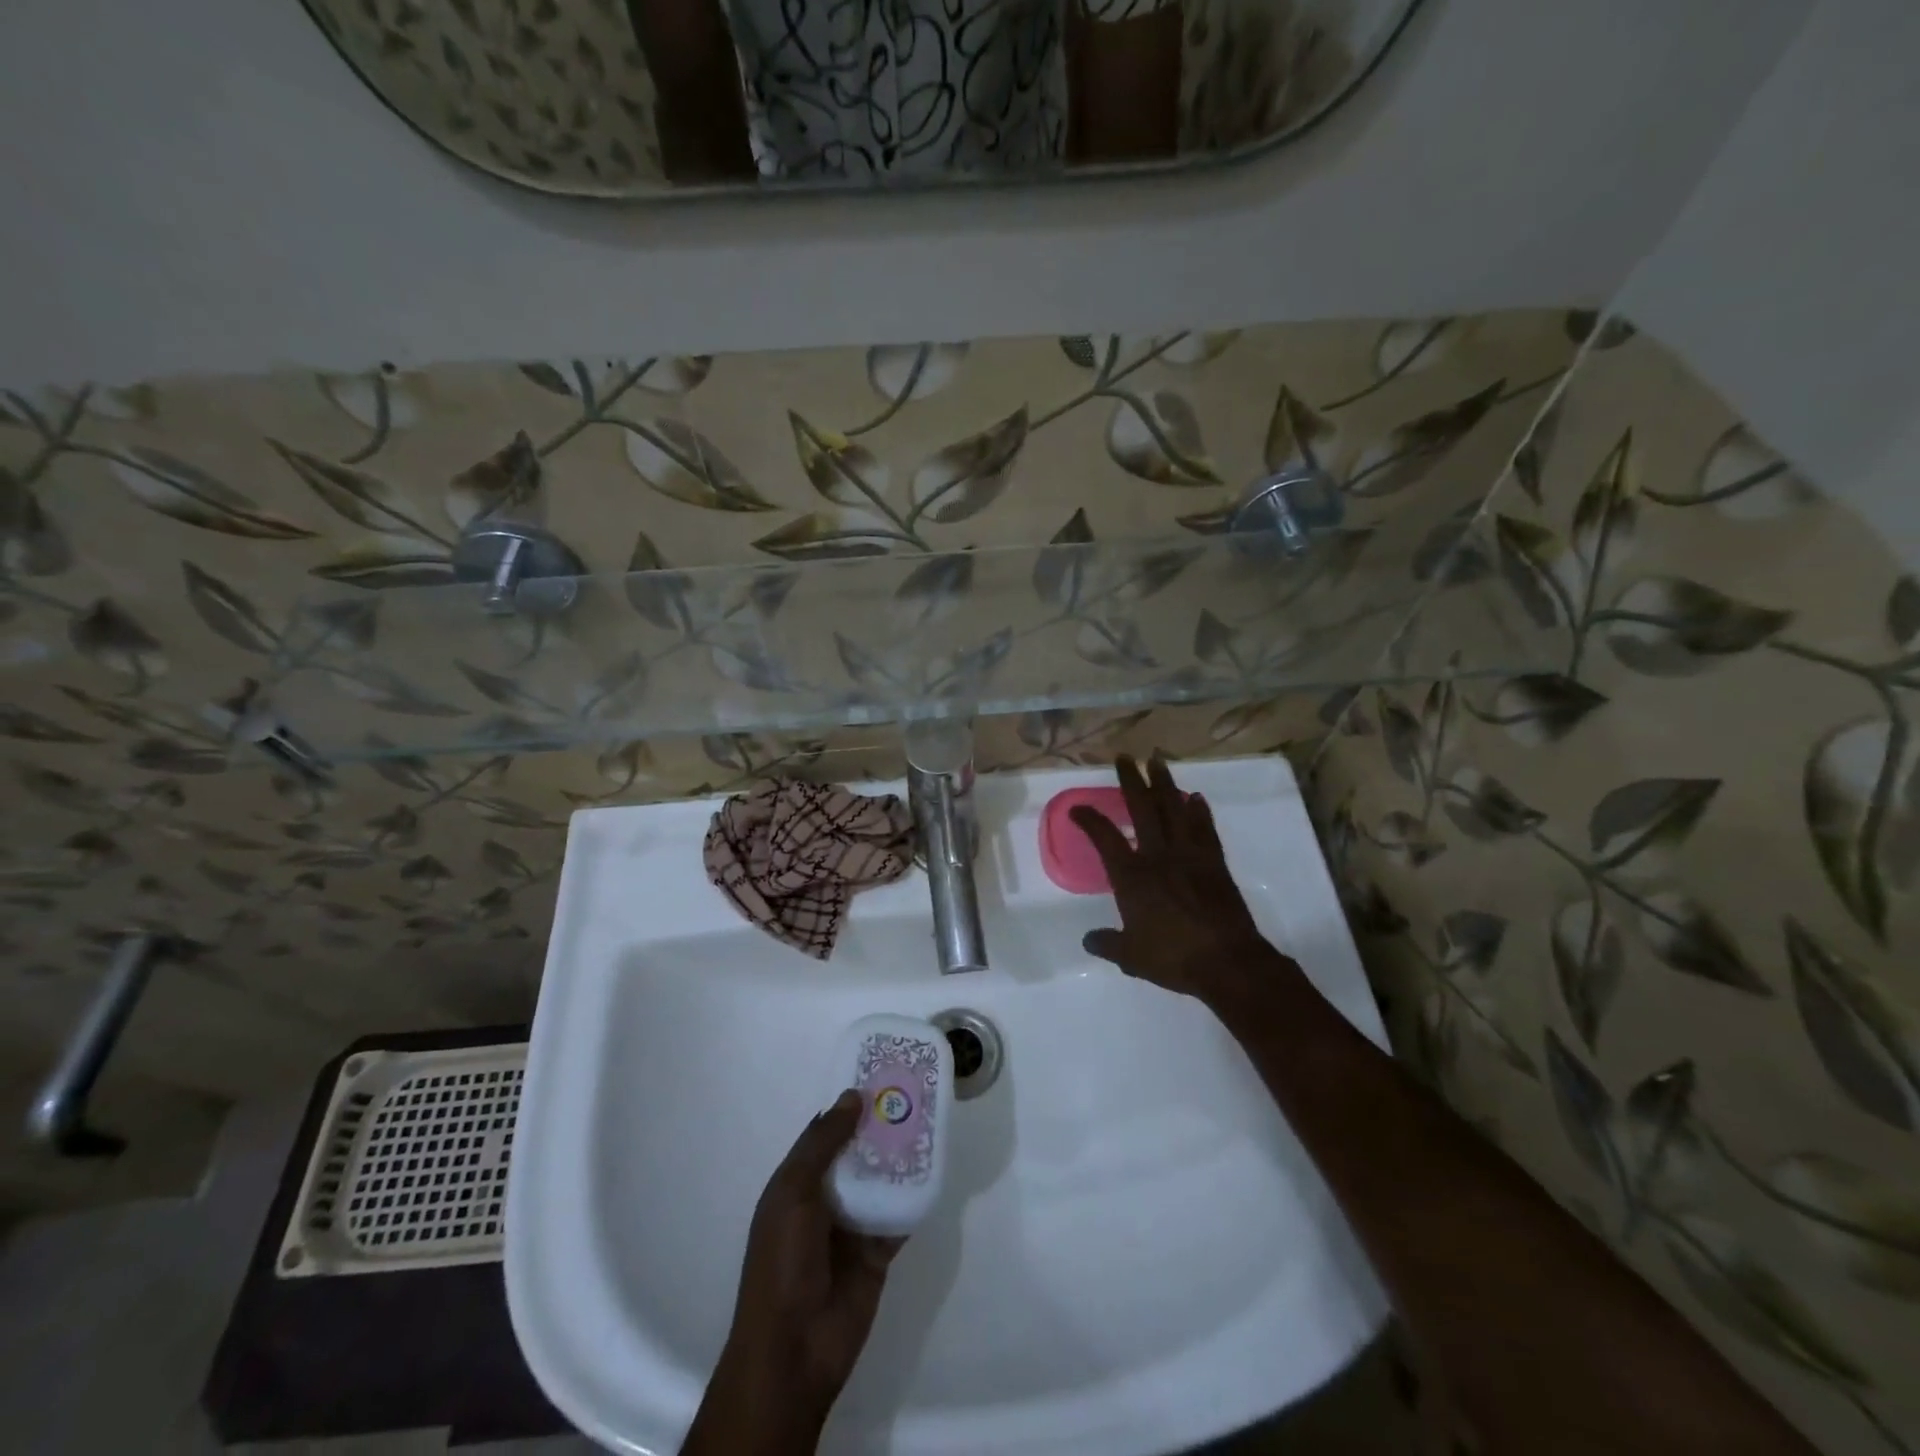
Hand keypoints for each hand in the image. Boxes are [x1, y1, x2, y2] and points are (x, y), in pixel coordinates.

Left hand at [720, 1091, 904, 1417]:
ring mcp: (852, 1225)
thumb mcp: (793, 1193)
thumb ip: (822, 1144)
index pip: (826, 1133)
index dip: (849, 1106)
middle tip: (915, 1092)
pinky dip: (914, 1195)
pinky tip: (936, 1168)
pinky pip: (899, 1214)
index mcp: (797, 1182)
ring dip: (901, 1155)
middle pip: (858, 1152)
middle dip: (881, 1126)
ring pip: (881, 1179)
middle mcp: (825, 1198)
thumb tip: (851, 1095)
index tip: (878, 1075)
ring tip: (931, 1120)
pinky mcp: (878, 1251)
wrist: (794, 1350)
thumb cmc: (783, 1262)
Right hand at [1071, 755, 1293, 1011]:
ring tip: (1158, 761)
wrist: (1227, 961)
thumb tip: (1088, 940)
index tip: (1077, 808)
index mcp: (1132, 876)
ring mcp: (1189, 855)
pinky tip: (1195, 797)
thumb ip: (1108, 944)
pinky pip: (1205, 829)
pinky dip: (1199, 811)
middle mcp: (1159, 856)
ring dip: (1165, 783)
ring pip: (1175, 810)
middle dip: (1131, 781)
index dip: (1089, 820)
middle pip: (1142, 809)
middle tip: (1125, 757)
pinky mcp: (1215, 863)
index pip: (1105, 838)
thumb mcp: (1131, 956)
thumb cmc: (1173, 957)